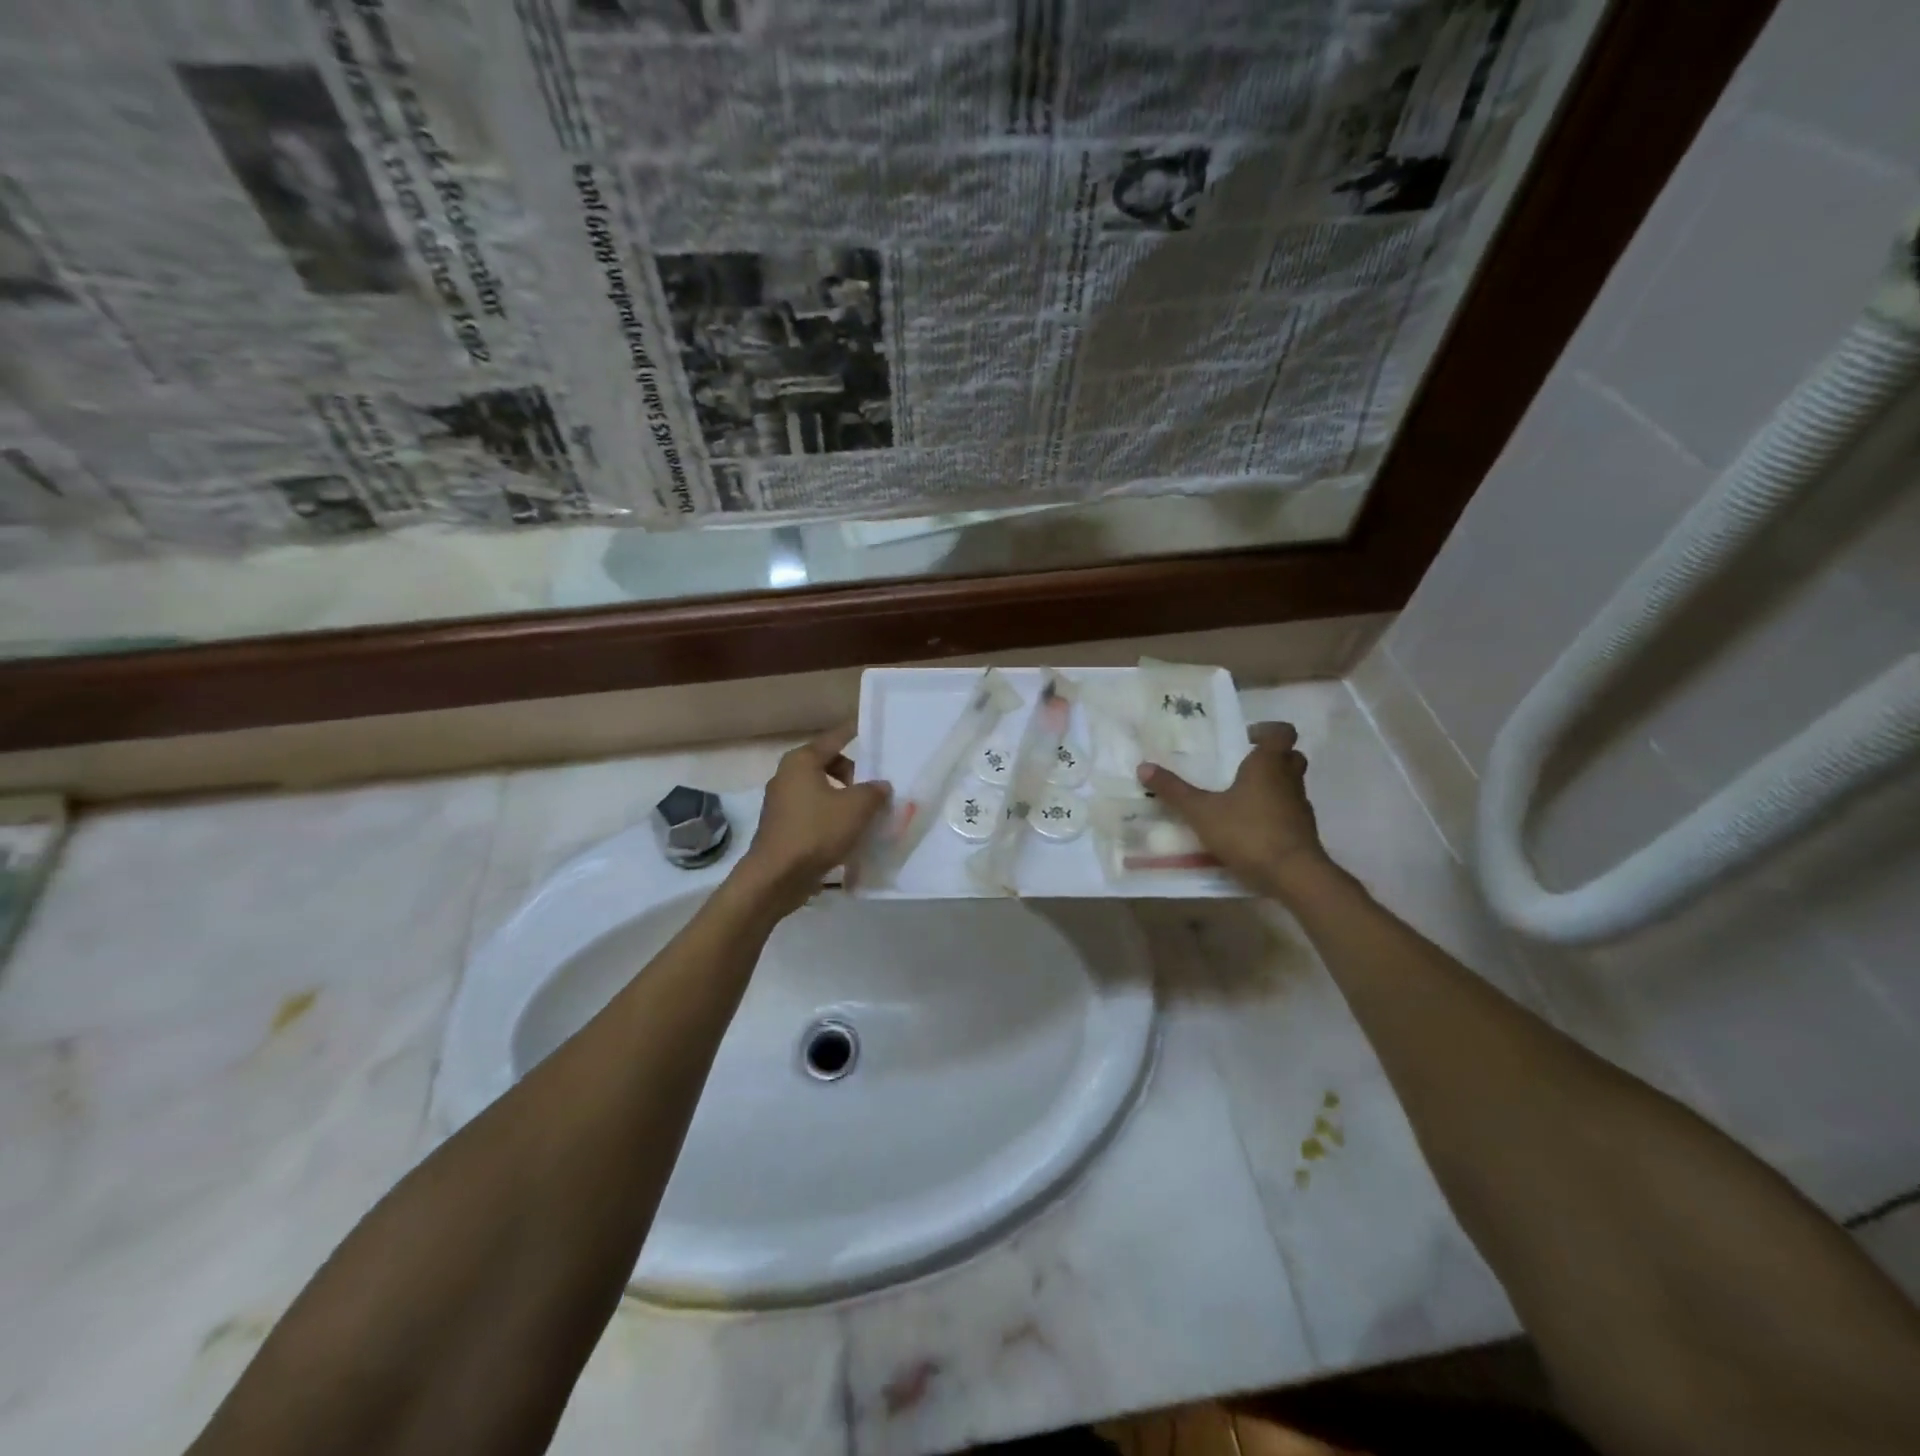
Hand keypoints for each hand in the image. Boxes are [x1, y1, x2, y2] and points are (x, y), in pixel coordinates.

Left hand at [736, 724, 890, 914]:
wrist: (776, 877)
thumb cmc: (816, 832)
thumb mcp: (856, 808)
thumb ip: (874, 791)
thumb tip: (880, 785)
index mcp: (802, 761)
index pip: (835, 738)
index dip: (855, 733)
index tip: (872, 730)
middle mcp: (787, 775)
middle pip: (828, 764)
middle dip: (853, 775)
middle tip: (873, 791)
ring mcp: (781, 802)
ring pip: (821, 790)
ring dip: (843, 799)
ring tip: (864, 816)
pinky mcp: (782, 827)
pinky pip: (813, 813)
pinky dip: (830, 817)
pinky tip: (847, 835)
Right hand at [1139, 722, 1335, 902]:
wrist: (1294, 875)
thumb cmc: (1248, 832)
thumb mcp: (1201, 812)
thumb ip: (1174, 791)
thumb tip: (1143, 767)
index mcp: (1268, 765)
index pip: (1282, 732)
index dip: (1267, 730)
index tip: (1247, 738)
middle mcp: (1289, 780)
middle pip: (1291, 757)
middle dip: (1272, 757)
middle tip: (1244, 765)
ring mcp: (1300, 807)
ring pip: (1292, 785)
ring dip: (1273, 786)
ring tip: (1242, 798)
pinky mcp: (1304, 832)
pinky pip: (1290, 812)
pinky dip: (1275, 813)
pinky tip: (1252, 828)